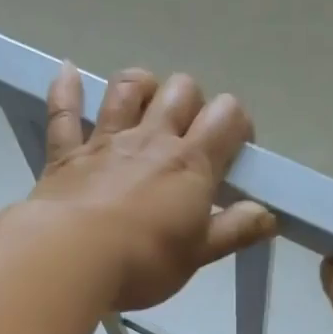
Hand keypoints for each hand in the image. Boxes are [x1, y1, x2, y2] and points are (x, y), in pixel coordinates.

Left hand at [29, 64, 275, 310]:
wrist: (71, 258)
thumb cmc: (143, 261)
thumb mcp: (198, 255)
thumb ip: (235, 231)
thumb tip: (268, 215)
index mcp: (191, 164)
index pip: (228, 117)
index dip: (237, 124)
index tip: (233, 150)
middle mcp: (152, 139)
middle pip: (182, 91)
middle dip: (192, 103)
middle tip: (188, 136)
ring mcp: (106, 141)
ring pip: (128, 88)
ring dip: (141, 86)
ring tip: (145, 103)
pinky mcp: (66, 152)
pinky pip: (64, 111)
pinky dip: (66, 90)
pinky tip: (68, 72)